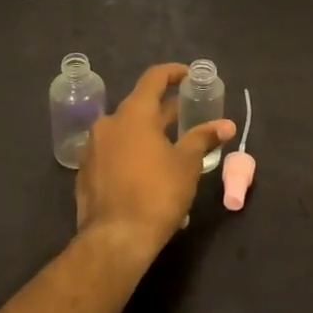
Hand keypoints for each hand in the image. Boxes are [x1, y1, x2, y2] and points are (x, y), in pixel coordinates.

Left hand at [75, 63, 234, 267]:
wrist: (115, 239)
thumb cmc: (157, 193)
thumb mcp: (187, 164)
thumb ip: (204, 138)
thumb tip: (226, 124)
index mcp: (133, 113)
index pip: (154, 78)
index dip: (174, 72)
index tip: (190, 76)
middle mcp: (108, 123)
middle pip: (140, 106)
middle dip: (165, 111)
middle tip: (189, 117)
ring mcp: (93, 148)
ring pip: (126, 132)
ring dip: (149, 135)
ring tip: (173, 150)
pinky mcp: (86, 172)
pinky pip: (114, 154)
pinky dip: (133, 155)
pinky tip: (150, 175)